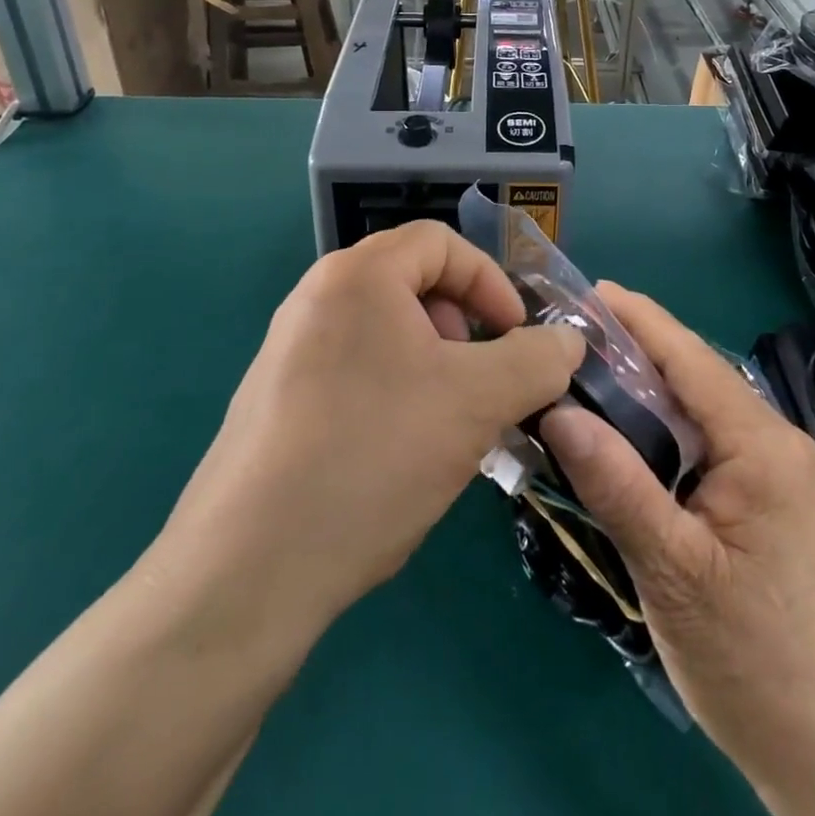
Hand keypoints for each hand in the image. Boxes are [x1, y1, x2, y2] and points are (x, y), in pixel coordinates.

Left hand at [154, 221, 584, 640]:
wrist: (245, 573)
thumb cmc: (372, 456)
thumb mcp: (477, 402)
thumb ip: (537, 360)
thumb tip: (569, 340)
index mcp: (357, 275)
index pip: (442, 242)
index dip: (491, 282)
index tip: (515, 338)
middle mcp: (315, 298)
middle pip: (412, 284)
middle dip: (463, 326)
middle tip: (480, 382)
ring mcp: (288, 350)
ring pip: (386, 333)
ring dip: (434, 365)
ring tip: (448, 424)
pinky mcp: (275, 401)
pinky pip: (353, 371)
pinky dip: (394, 393)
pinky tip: (400, 456)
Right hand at [542, 285, 814, 815]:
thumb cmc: (755, 660)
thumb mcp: (673, 570)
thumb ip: (616, 484)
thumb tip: (558, 411)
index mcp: (762, 444)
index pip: (689, 357)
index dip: (637, 318)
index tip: (585, 290)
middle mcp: (775, 442)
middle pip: (694, 376)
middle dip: (635, 348)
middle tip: (568, 337)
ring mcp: (775, 473)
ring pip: (699, 410)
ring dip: (646, 389)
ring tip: (584, 374)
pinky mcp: (767, 502)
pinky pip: (706, 443)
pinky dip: (662, 428)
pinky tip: (625, 434)